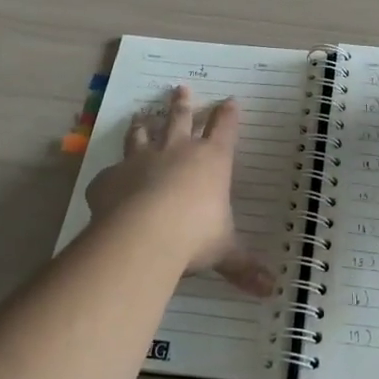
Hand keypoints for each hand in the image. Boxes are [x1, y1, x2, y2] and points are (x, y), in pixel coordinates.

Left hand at [86, 85, 275, 296]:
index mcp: (211, 160)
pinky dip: (111, 175)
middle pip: (180, 119)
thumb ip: (243, 266)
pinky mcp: (111, 177)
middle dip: (182, 104)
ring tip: (141, 115)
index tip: (230, 100)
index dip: (228, 114)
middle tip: (180, 88)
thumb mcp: (225, 251)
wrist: (144, 235)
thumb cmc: (196, 235)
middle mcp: (177, 151)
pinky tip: (108, 179)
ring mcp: (141, 160)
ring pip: (143, 135)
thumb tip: (270, 290)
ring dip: (144, 125)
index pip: (224, 129)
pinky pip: (110, 172)